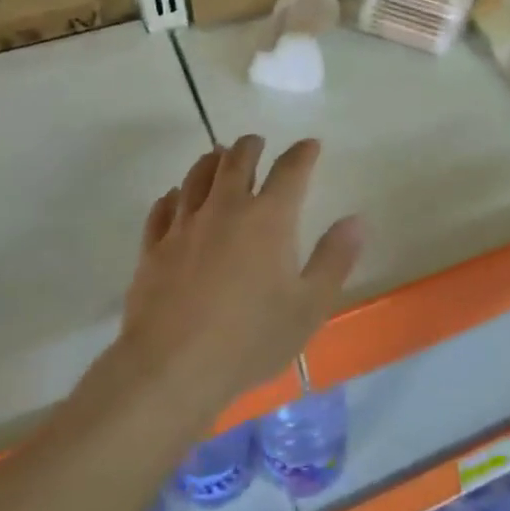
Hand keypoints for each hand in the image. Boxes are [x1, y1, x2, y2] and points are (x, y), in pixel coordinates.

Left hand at [121, 135, 362, 418]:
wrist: (171, 368)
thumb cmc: (250, 338)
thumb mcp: (309, 305)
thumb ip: (334, 259)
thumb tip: (355, 220)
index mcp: (268, 218)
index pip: (290, 171)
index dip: (303, 153)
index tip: (310, 145)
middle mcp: (225, 208)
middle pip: (237, 160)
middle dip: (251, 147)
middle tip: (257, 143)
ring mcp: (184, 225)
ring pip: (197, 176)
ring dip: (211, 160)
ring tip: (217, 155)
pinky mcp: (153, 248)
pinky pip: (163, 208)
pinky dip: (174, 195)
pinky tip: (175, 197)